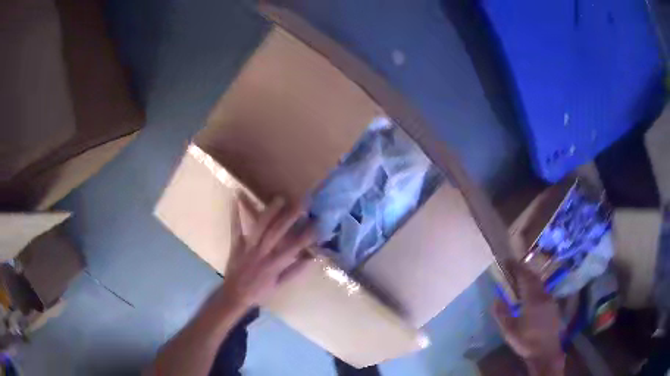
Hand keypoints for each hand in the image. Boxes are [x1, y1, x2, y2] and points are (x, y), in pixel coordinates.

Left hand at [208, 195, 315, 317]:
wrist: (235, 295)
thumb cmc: (259, 292)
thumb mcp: (279, 285)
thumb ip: (294, 271)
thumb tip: (310, 258)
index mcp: (275, 264)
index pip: (294, 247)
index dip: (307, 235)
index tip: (318, 223)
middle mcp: (263, 253)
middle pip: (277, 232)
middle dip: (290, 216)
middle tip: (301, 203)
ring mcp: (248, 247)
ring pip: (260, 227)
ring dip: (269, 212)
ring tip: (279, 199)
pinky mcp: (236, 245)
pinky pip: (235, 228)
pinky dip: (235, 214)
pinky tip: (236, 199)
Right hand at [492, 262, 564, 375]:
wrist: (546, 352)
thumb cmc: (526, 342)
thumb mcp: (509, 331)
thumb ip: (502, 314)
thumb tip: (495, 299)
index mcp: (532, 299)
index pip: (525, 277)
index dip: (516, 267)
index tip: (508, 261)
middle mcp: (543, 295)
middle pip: (534, 278)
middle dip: (523, 271)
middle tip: (513, 268)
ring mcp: (550, 300)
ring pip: (540, 284)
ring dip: (530, 278)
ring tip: (521, 279)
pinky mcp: (553, 306)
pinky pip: (544, 290)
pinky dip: (536, 287)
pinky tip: (531, 294)